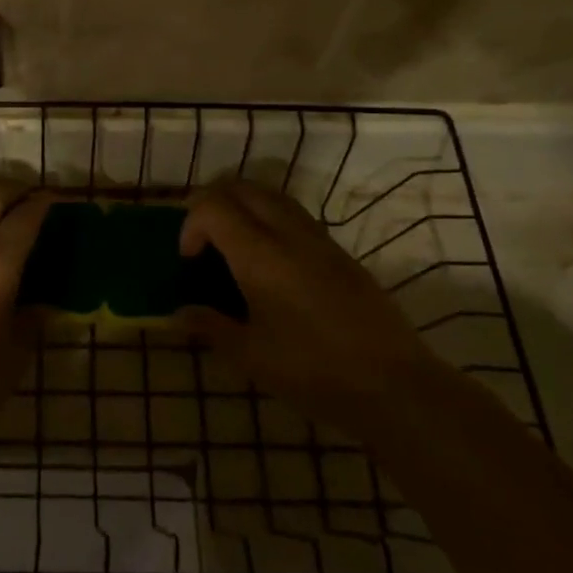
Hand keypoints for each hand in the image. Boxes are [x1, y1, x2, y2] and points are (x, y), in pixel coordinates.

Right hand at [178, 180, 425, 418]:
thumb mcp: (250, 356)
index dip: (190, 224)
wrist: (394, 384)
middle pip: (241, 188)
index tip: (189, 260)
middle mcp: (289, 234)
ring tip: (231, 244)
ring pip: (271, 195)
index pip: (213, 207)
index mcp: (260, 256)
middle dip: (211, 203)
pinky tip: (269, 261)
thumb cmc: (313, 371)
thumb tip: (178, 314)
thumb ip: (210, 326)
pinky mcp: (340, 252)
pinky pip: (294, 214)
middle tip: (202, 240)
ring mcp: (319, 239)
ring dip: (242, 206)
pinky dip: (268, 218)